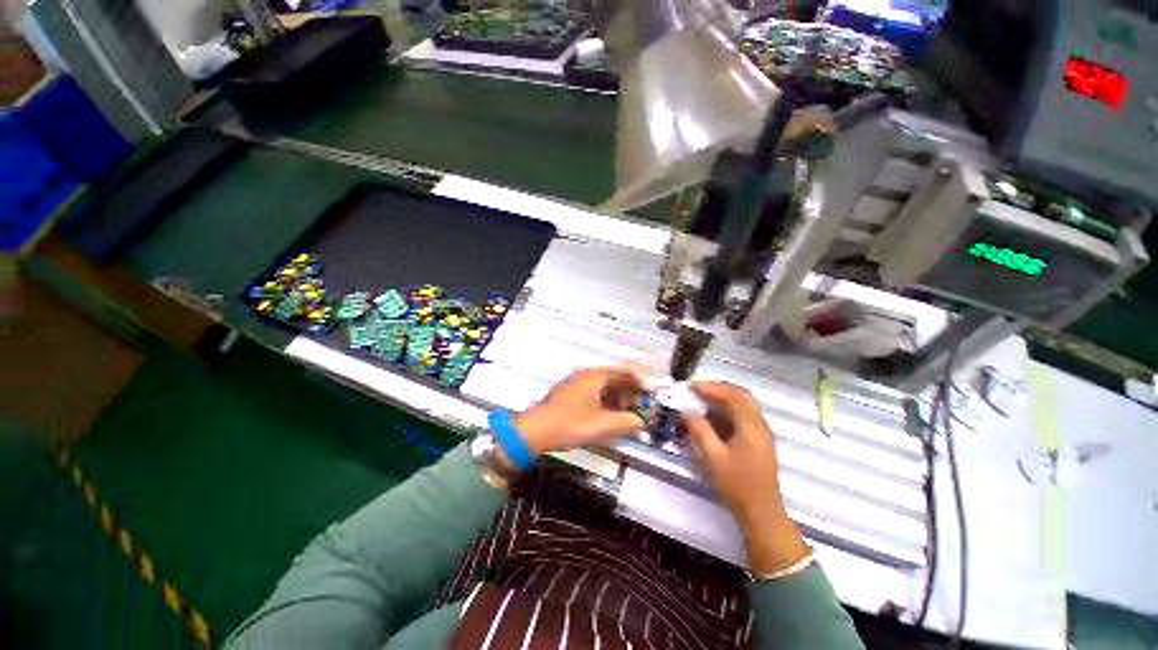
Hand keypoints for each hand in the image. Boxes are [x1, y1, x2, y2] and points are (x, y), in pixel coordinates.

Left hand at [513, 367, 647, 455]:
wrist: (535, 431)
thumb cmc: (570, 424)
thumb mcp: (603, 425)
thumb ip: (627, 422)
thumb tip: (641, 422)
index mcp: (595, 375)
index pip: (624, 370)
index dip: (641, 380)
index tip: (651, 392)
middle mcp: (586, 375)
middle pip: (615, 378)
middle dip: (631, 392)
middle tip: (641, 407)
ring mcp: (577, 384)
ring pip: (605, 387)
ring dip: (619, 399)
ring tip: (628, 415)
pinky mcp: (571, 394)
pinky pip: (595, 393)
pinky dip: (607, 403)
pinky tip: (610, 416)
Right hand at [681, 381, 809, 574]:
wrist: (761, 512)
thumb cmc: (736, 485)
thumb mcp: (712, 457)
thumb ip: (699, 430)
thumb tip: (685, 410)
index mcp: (751, 427)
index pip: (733, 396)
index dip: (711, 388)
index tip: (691, 386)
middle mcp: (760, 424)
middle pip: (741, 395)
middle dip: (718, 389)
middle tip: (697, 389)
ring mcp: (761, 432)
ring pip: (743, 404)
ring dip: (723, 398)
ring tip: (702, 399)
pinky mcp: (758, 440)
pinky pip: (743, 415)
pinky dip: (727, 409)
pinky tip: (712, 416)